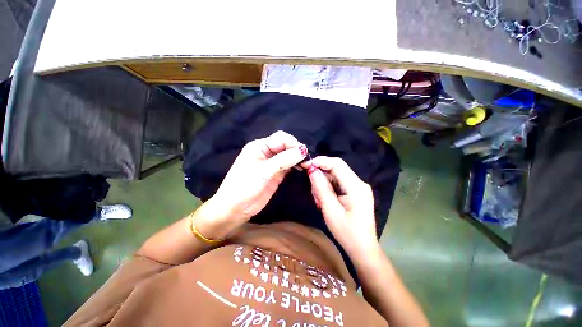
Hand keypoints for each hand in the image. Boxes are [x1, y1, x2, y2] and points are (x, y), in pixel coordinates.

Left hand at [196, 131, 306, 238]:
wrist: (236, 208)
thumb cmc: (245, 186)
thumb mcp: (264, 171)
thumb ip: (284, 160)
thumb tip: (303, 150)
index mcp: (259, 146)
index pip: (281, 138)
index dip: (293, 143)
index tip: (304, 153)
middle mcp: (266, 152)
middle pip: (286, 145)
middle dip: (297, 150)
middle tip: (307, 160)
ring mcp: (272, 163)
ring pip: (288, 155)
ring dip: (298, 158)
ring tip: (307, 164)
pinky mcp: (276, 173)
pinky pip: (288, 165)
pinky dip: (295, 166)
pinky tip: (302, 168)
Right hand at [305, 156, 379, 256]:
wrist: (362, 249)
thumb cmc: (347, 232)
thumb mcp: (330, 210)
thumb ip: (321, 188)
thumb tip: (312, 170)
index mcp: (356, 186)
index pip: (337, 164)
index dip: (320, 161)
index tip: (305, 165)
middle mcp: (359, 183)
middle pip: (336, 169)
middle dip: (321, 175)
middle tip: (312, 189)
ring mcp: (357, 187)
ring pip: (335, 176)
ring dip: (323, 184)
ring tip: (319, 200)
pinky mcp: (354, 192)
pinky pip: (337, 183)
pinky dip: (328, 189)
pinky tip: (324, 200)